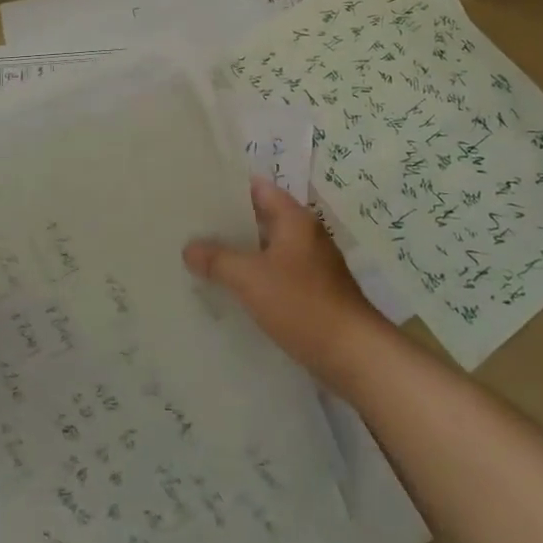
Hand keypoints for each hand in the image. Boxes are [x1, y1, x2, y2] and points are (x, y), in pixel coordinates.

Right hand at [184, 177, 392, 390]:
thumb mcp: (250, 278)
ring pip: (266, 249)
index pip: (258, 188)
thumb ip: (217, 259)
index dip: (228, 188)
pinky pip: (275, 274)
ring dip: (240, 253)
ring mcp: (311, 265)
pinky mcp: (312, 292)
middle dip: (228, 223)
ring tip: (201, 257)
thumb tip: (189, 247)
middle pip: (261, 218)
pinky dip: (254, 277)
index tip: (197, 192)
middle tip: (191, 227)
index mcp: (295, 219)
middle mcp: (305, 235)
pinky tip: (229, 289)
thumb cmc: (302, 304)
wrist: (354, 354)